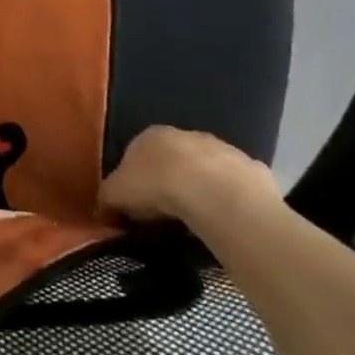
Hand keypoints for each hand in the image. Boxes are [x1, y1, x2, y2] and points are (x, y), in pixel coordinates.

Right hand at [99, 125, 276, 224]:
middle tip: (166, 212)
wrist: (216, 195)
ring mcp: (223, 149)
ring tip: (197, 219)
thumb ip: (108, 197)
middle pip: (174, 158)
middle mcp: (187, 134)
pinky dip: (230, 200)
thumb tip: (102, 207)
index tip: (136, 202)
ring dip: (202, 187)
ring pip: (207, 170)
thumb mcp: (117, 194)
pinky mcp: (252, 170)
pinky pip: (236, 187)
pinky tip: (226, 220)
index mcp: (151, 135)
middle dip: (170, 179)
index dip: (135, 178)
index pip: (137, 152)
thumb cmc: (158, 186)